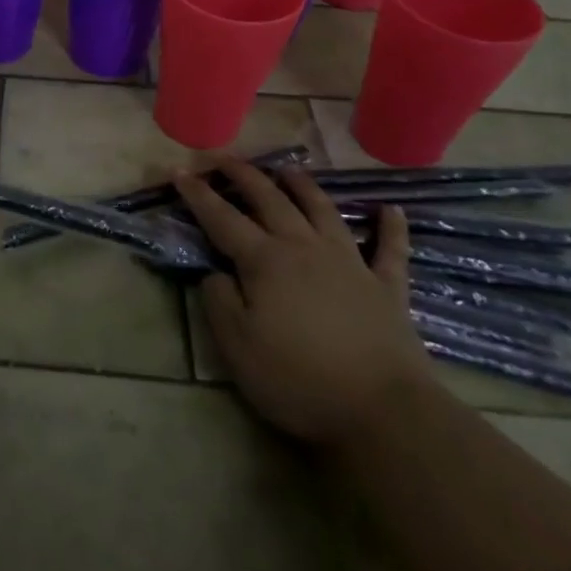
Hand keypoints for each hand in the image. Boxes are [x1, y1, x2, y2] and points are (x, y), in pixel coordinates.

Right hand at [176, 163, 436, 448]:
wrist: (382, 411)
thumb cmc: (298, 379)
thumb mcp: (236, 346)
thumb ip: (219, 301)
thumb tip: (217, 273)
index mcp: (265, 261)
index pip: (222, 218)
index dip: (198, 195)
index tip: (179, 170)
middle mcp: (304, 248)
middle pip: (271, 200)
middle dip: (244, 175)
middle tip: (225, 158)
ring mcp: (350, 263)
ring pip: (323, 211)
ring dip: (303, 186)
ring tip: (289, 169)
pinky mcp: (387, 287)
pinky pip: (390, 249)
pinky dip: (391, 227)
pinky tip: (391, 209)